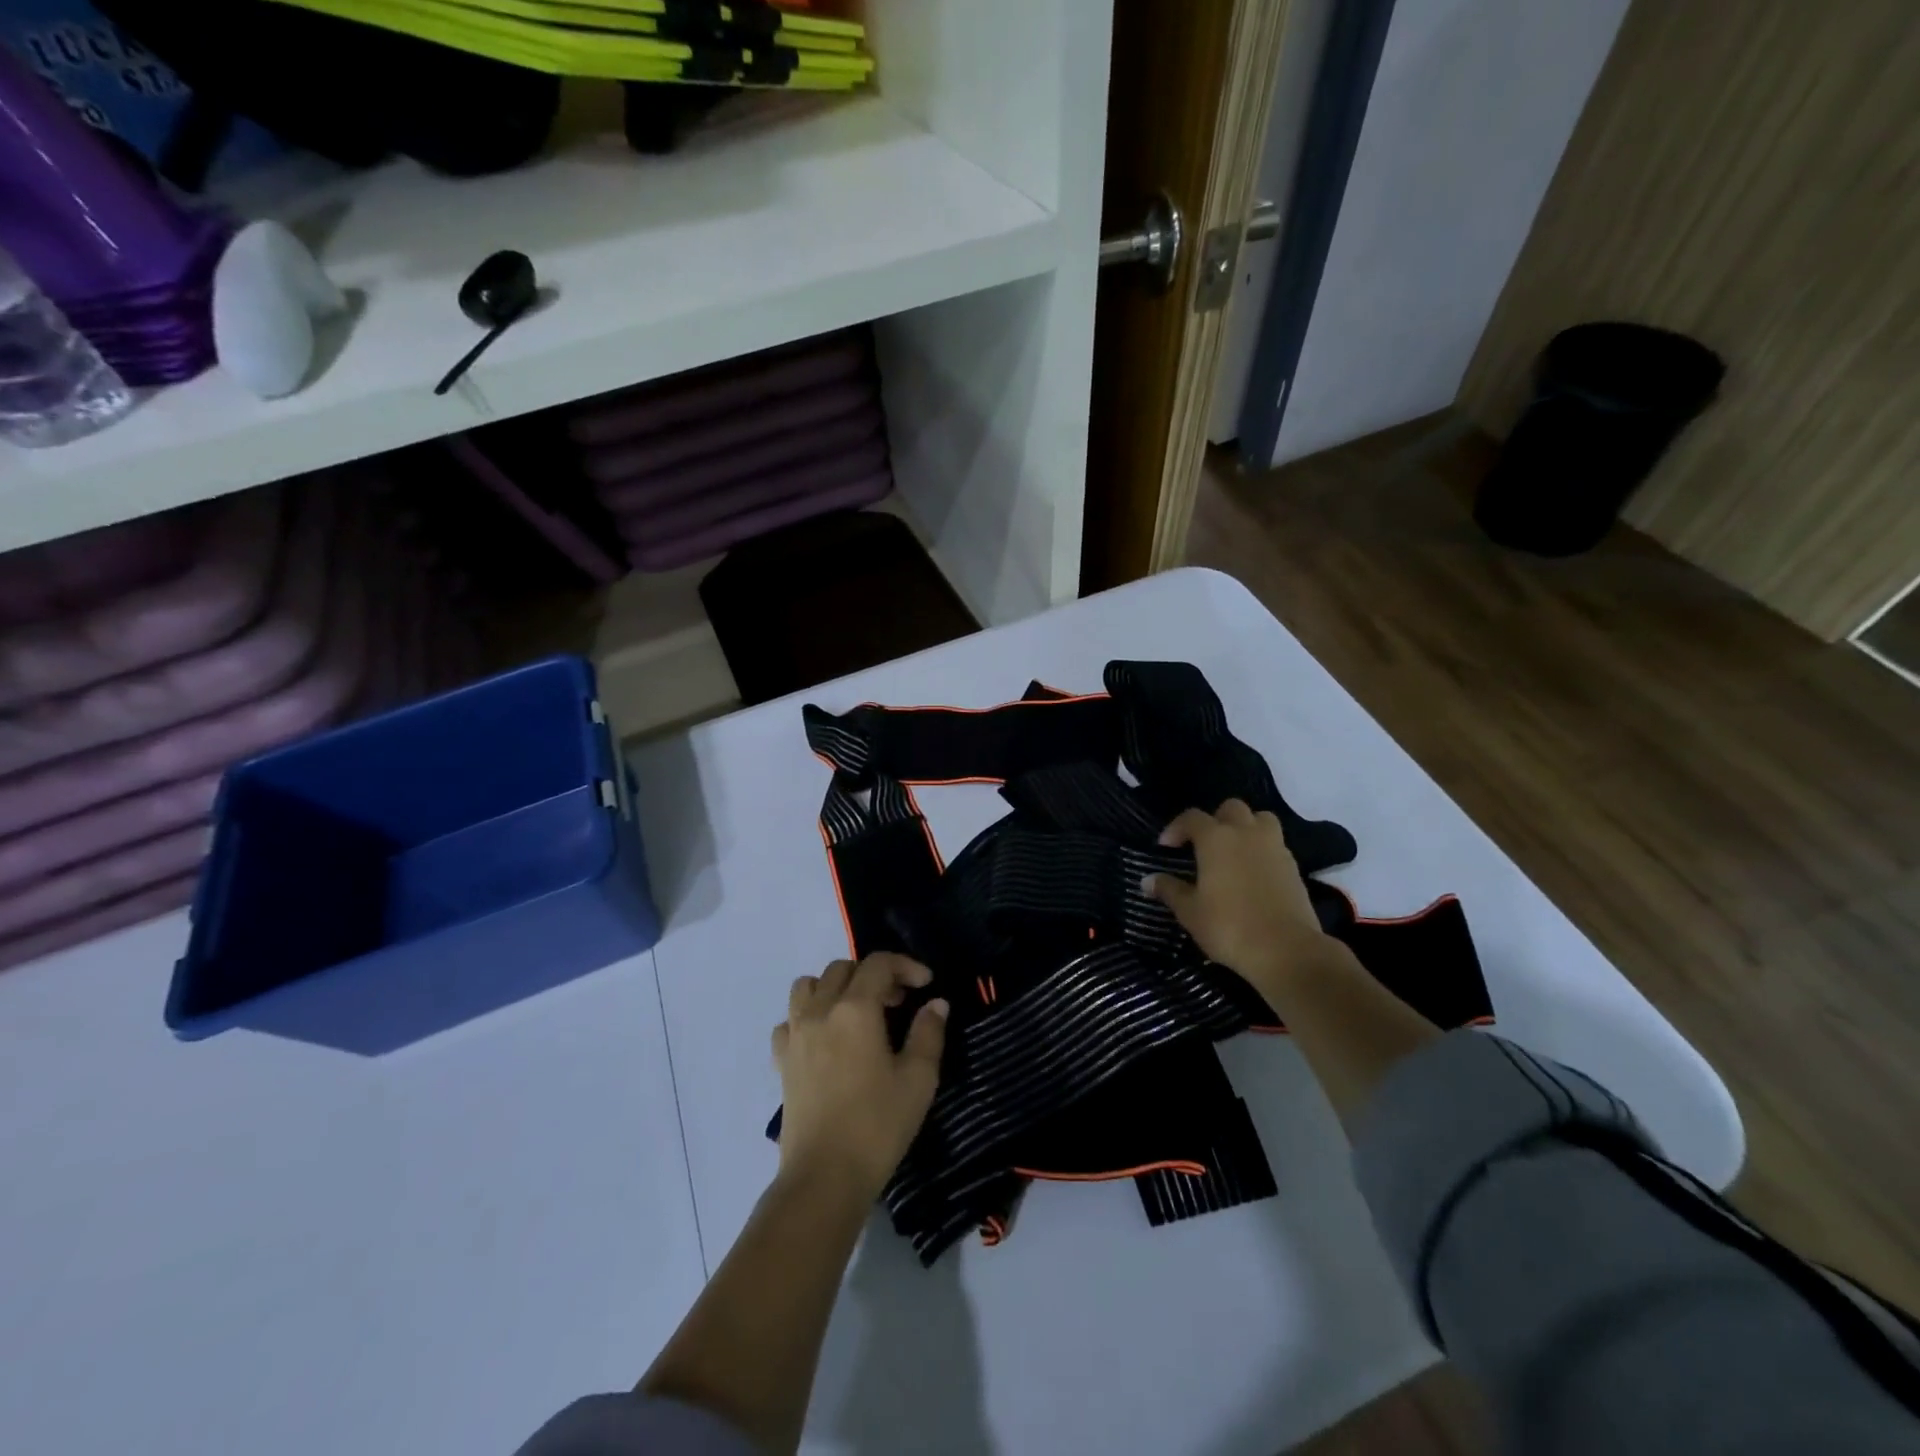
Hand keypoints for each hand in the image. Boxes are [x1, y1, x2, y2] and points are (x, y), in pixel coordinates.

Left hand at [772, 953, 948, 1201]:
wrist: (824, 1177)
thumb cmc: (877, 1125)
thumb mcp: (918, 1079)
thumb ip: (928, 1033)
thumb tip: (936, 1004)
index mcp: (856, 1009)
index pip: (879, 964)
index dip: (905, 965)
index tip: (926, 985)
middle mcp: (820, 1010)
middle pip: (842, 968)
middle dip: (873, 975)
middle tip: (898, 1002)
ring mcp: (796, 1035)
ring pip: (808, 986)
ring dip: (835, 988)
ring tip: (857, 1012)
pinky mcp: (782, 1061)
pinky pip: (790, 1020)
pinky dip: (808, 1017)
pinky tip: (826, 1040)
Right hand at [1144, 799, 1335, 997]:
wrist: (1287, 949)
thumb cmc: (1229, 926)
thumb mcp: (1190, 912)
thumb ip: (1169, 890)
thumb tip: (1148, 880)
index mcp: (1216, 838)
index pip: (1191, 817)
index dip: (1176, 828)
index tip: (1166, 848)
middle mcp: (1246, 833)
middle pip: (1231, 808)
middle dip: (1215, 820)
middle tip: (1204, 845)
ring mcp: (1275, 848)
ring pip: (1261, 820)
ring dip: (1246, 828)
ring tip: (1234, 852)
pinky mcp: (1294, 867)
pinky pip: (1276, 845)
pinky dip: (1263, 851)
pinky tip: (1254, 875)